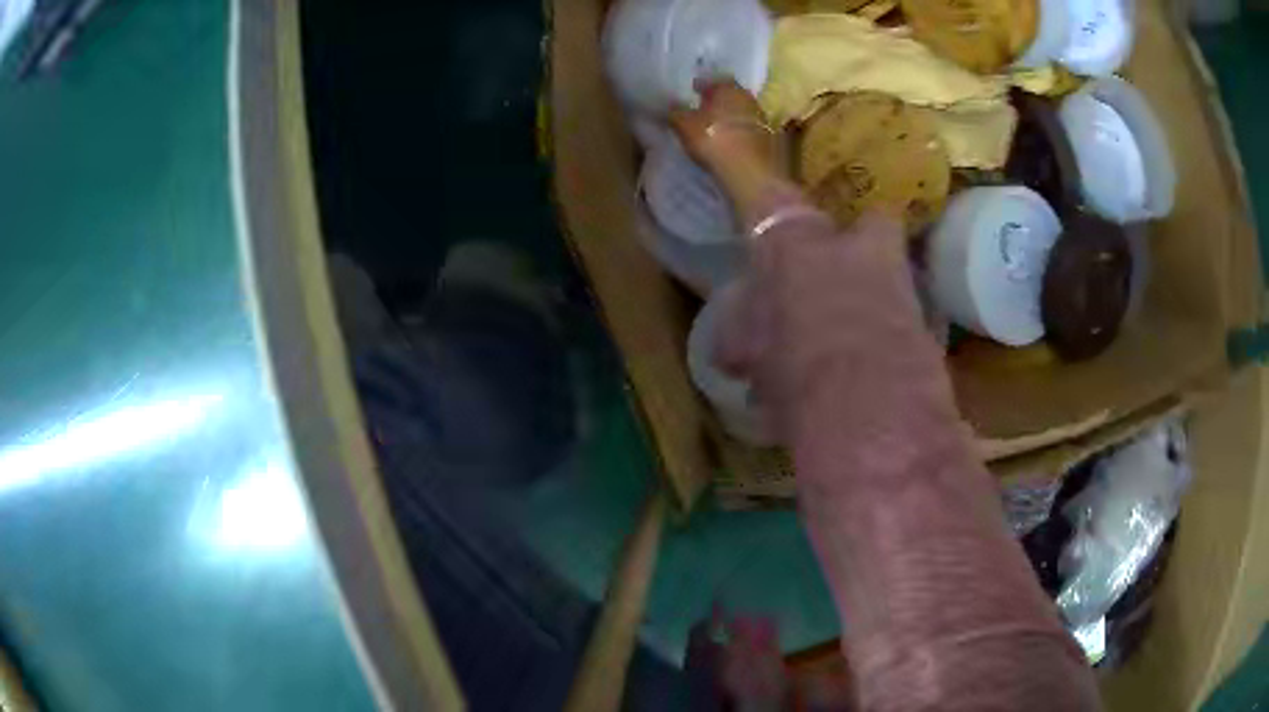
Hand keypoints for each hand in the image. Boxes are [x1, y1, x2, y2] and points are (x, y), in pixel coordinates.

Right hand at [670, 79, 791, 226]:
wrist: (749, 173)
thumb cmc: (713, 140)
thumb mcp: (684, 124)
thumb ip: (676, 112)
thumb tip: (670, 105)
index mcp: (728, 87)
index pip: (713, 80)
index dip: (702, 85)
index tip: (692, 92)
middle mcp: (748, 98)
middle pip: (731, 95)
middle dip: (718, 101)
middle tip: (704, 108)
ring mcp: (762, 119)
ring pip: (741, 112)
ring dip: (730, 117)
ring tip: (716, 126)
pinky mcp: (769, 140)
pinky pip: (749, 130)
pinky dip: (739, 132)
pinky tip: (729, 142)